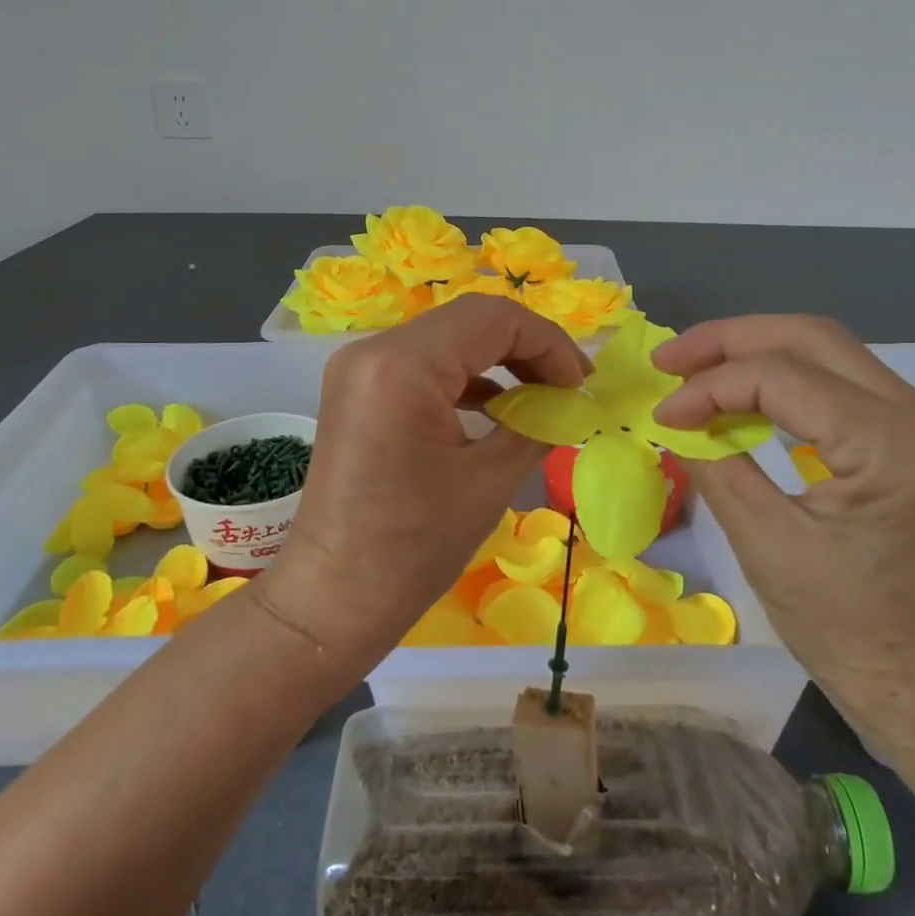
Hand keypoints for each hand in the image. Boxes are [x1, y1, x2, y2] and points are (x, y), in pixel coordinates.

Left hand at [260, 296, 587, 668]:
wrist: (333, 596)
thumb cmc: (413, 548)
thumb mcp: (490, 481)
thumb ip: (538, 424)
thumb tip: (570, 402)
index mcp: (402, 365)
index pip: (494, 318)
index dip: (549, 343)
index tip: (581, 386)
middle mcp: (373, 349)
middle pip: (470, 320)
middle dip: (528, 348)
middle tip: (568, 389)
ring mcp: (360, 366)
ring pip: (448, 338)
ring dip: (499, 359)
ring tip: (542, 397)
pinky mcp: (359, 388)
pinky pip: (423, 363)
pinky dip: (466, 377)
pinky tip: (498, 407)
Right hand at [652, 315, 914, 762]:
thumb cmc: (849, 633)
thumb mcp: (766, 545)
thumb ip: (716, 464)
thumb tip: (673, 420)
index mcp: (892, 444)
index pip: (781, 375)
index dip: (709, 386)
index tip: (661, 414)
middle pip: (811, 337)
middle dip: (730, 340)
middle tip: (670, 361)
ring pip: (828, 350)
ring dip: (755, 352)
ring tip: (695, 371)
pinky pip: (841, 382)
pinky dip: (784, 378)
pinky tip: (743, 396)